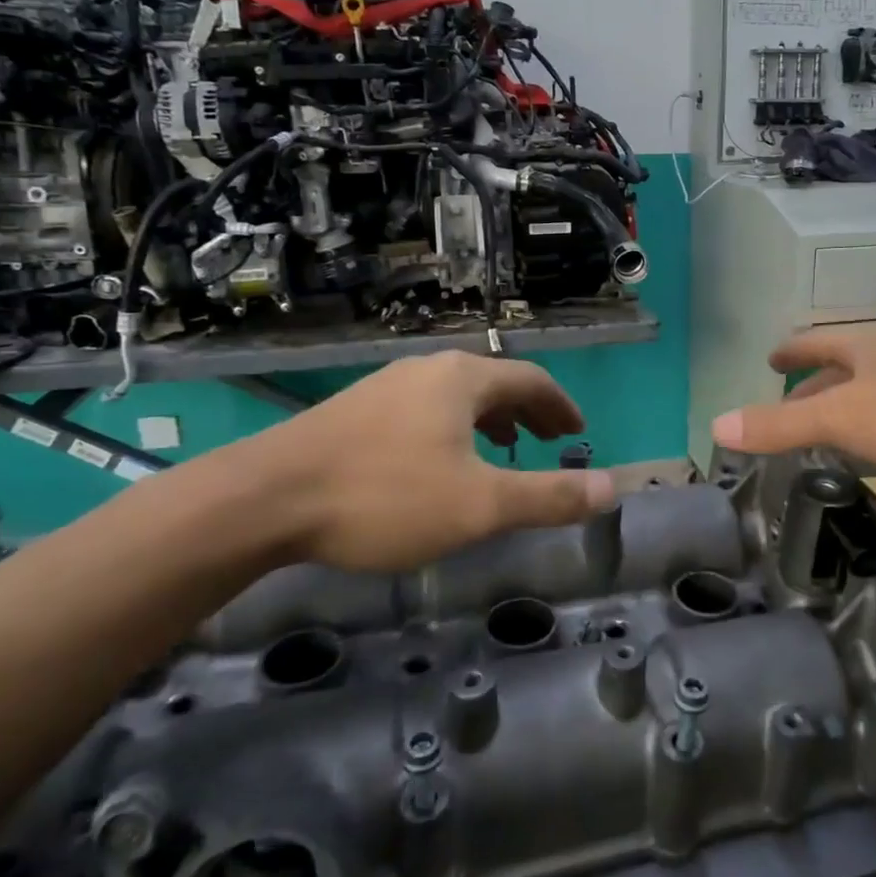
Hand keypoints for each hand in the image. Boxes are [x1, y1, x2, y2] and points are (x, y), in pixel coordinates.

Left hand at [229, 352, 616, 571]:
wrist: (263, 499)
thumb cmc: (384, 497)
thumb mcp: (479, 506)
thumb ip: (549, 497)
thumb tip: (612, 488)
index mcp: (463, 379)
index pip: (531, 380)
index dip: (560, 406)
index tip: (577, 431)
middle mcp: (427, 370)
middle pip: (493, 383)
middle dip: (527, 412)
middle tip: (548, 441)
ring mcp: (385, 387)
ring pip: (455, 397)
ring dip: (489, 419)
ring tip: (501, 449)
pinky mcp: (354, 410)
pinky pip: (423, 410)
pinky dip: (452, 429)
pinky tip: (437, 463)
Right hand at [709, 323, 875, 494]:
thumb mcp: (843, 419)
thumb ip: (780, 424)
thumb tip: (715, 426)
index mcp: (866, 344)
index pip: (814, 341)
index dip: (789, 350)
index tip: (770, 359)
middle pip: (844, 367)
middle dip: (814, 386)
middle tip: (788, 412)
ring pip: (875, 393)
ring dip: (847, 411)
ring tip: (825, 437)